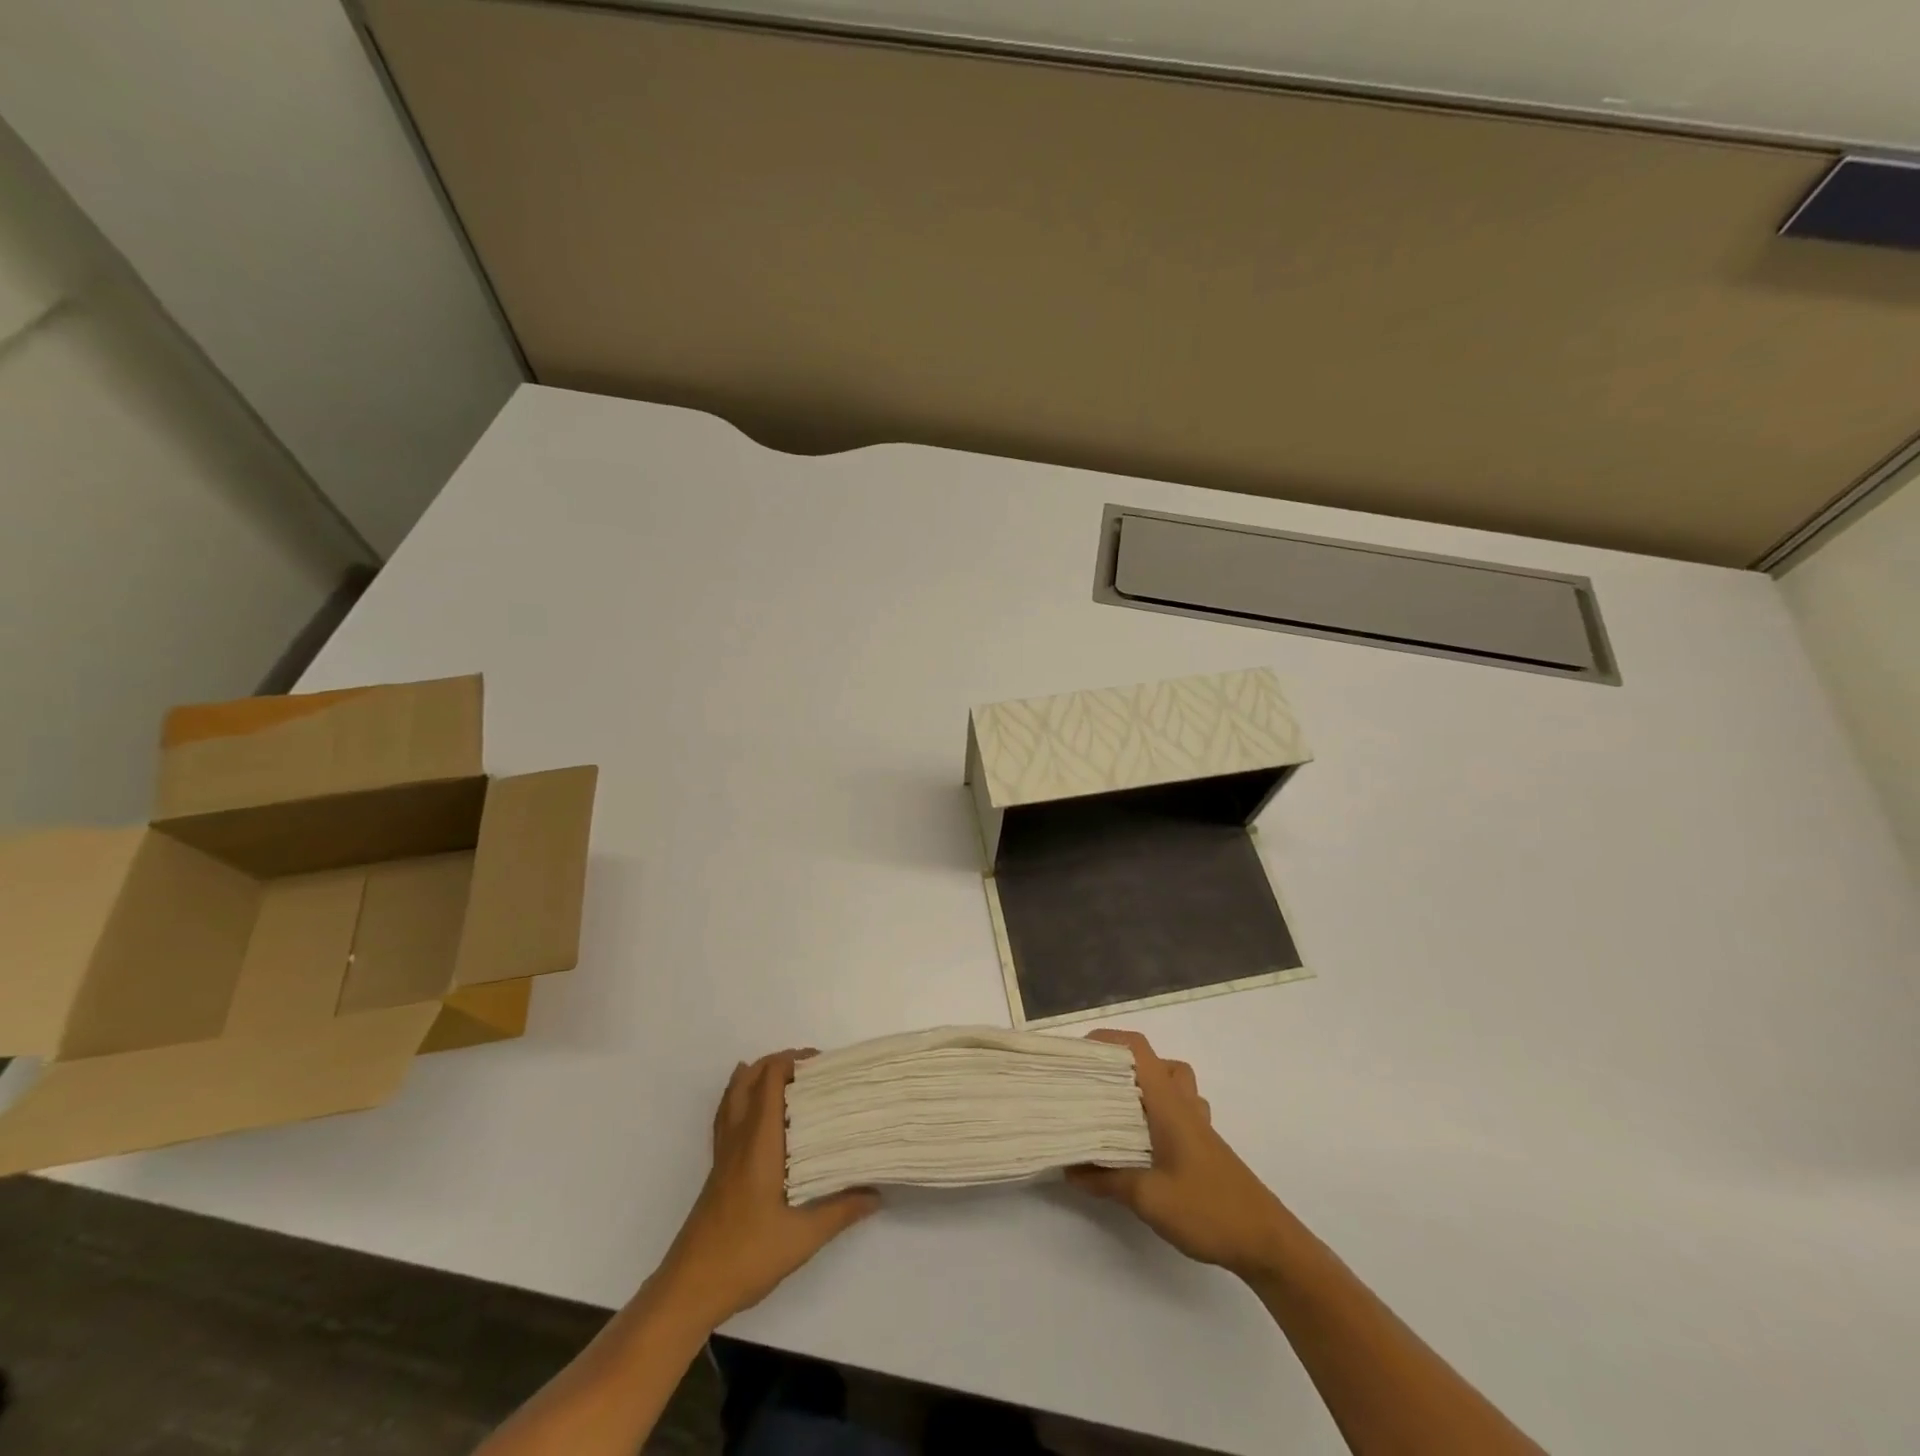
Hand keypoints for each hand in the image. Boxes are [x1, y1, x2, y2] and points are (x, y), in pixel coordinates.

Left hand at [653, 1050, 878, 1330]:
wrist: (688, 1289)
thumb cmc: (745, 1256)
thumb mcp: (802, 1238)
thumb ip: (840, 1211)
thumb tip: (876, 1194)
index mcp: (758, 1142)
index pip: (770, 1081)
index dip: (793, 1062)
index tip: (823, 1065)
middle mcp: (738, 1138)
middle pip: (749, 1079)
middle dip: (778, 1063)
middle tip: (811, 1070)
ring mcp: (723, 1154)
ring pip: (733, 1095)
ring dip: (757, 1076)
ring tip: (787, 1079)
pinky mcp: (717, 1169)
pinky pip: (727, 1116)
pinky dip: (742, 1099)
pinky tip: (756, 1113)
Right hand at [1068, 1029, 1288, 1278]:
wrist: (1267, 1242)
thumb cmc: (1208, 1209)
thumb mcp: (1148, 1198)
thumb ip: (1107, 1180)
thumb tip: (1069, 1168)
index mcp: (1169, 1103)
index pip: (1139, 1050)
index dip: (1109, 1040)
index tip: (1078, 1054)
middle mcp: (1184, 1105)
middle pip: (1156, 1062)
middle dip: (1123, 1064)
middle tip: (1094, 1083)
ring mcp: (1198, 1126)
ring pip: (1172, 1086)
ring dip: (1144, 1088)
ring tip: (1117, 1110)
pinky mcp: (1205, 1148)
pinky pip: (1179, 1112)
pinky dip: (1158, 1114)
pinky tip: (1144, 1144)